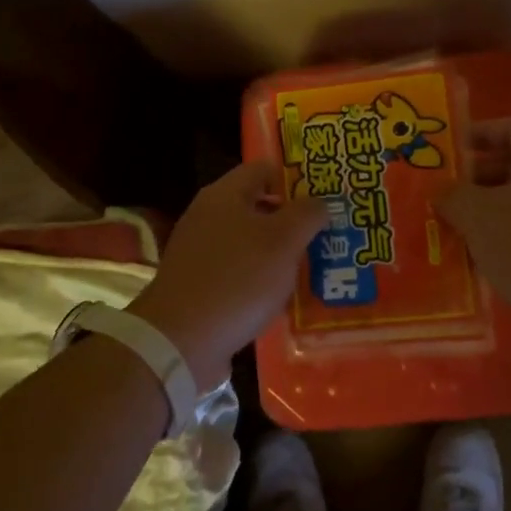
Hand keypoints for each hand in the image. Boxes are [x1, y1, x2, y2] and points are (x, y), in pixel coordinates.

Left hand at [131, 161, 328, 390]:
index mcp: (224, 195)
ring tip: (317, 267)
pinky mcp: (200, 286)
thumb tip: (320, 202)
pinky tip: (286, 298)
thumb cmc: (237, 279)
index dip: (296, 177)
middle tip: (329, 233)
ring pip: (251, 244)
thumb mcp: (283, 241)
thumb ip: (307, 214)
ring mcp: (201, 253)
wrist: (180, 341)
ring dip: (280, 254)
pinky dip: (262, 282)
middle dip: (294, 220)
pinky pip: (240, 274)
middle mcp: (209, 217)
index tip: (326, 195)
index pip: (264, 169)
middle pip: (259, 207)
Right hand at [435, 118, 510, 364]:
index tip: (446, 149)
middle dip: (471, 178)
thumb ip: (450, 194)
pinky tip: (467, 259)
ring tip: (442, 225)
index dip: (479, 132)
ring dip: (480, 213)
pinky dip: (496, 242)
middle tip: (436, 191)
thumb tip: (435, 188)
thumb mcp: (478, 215)